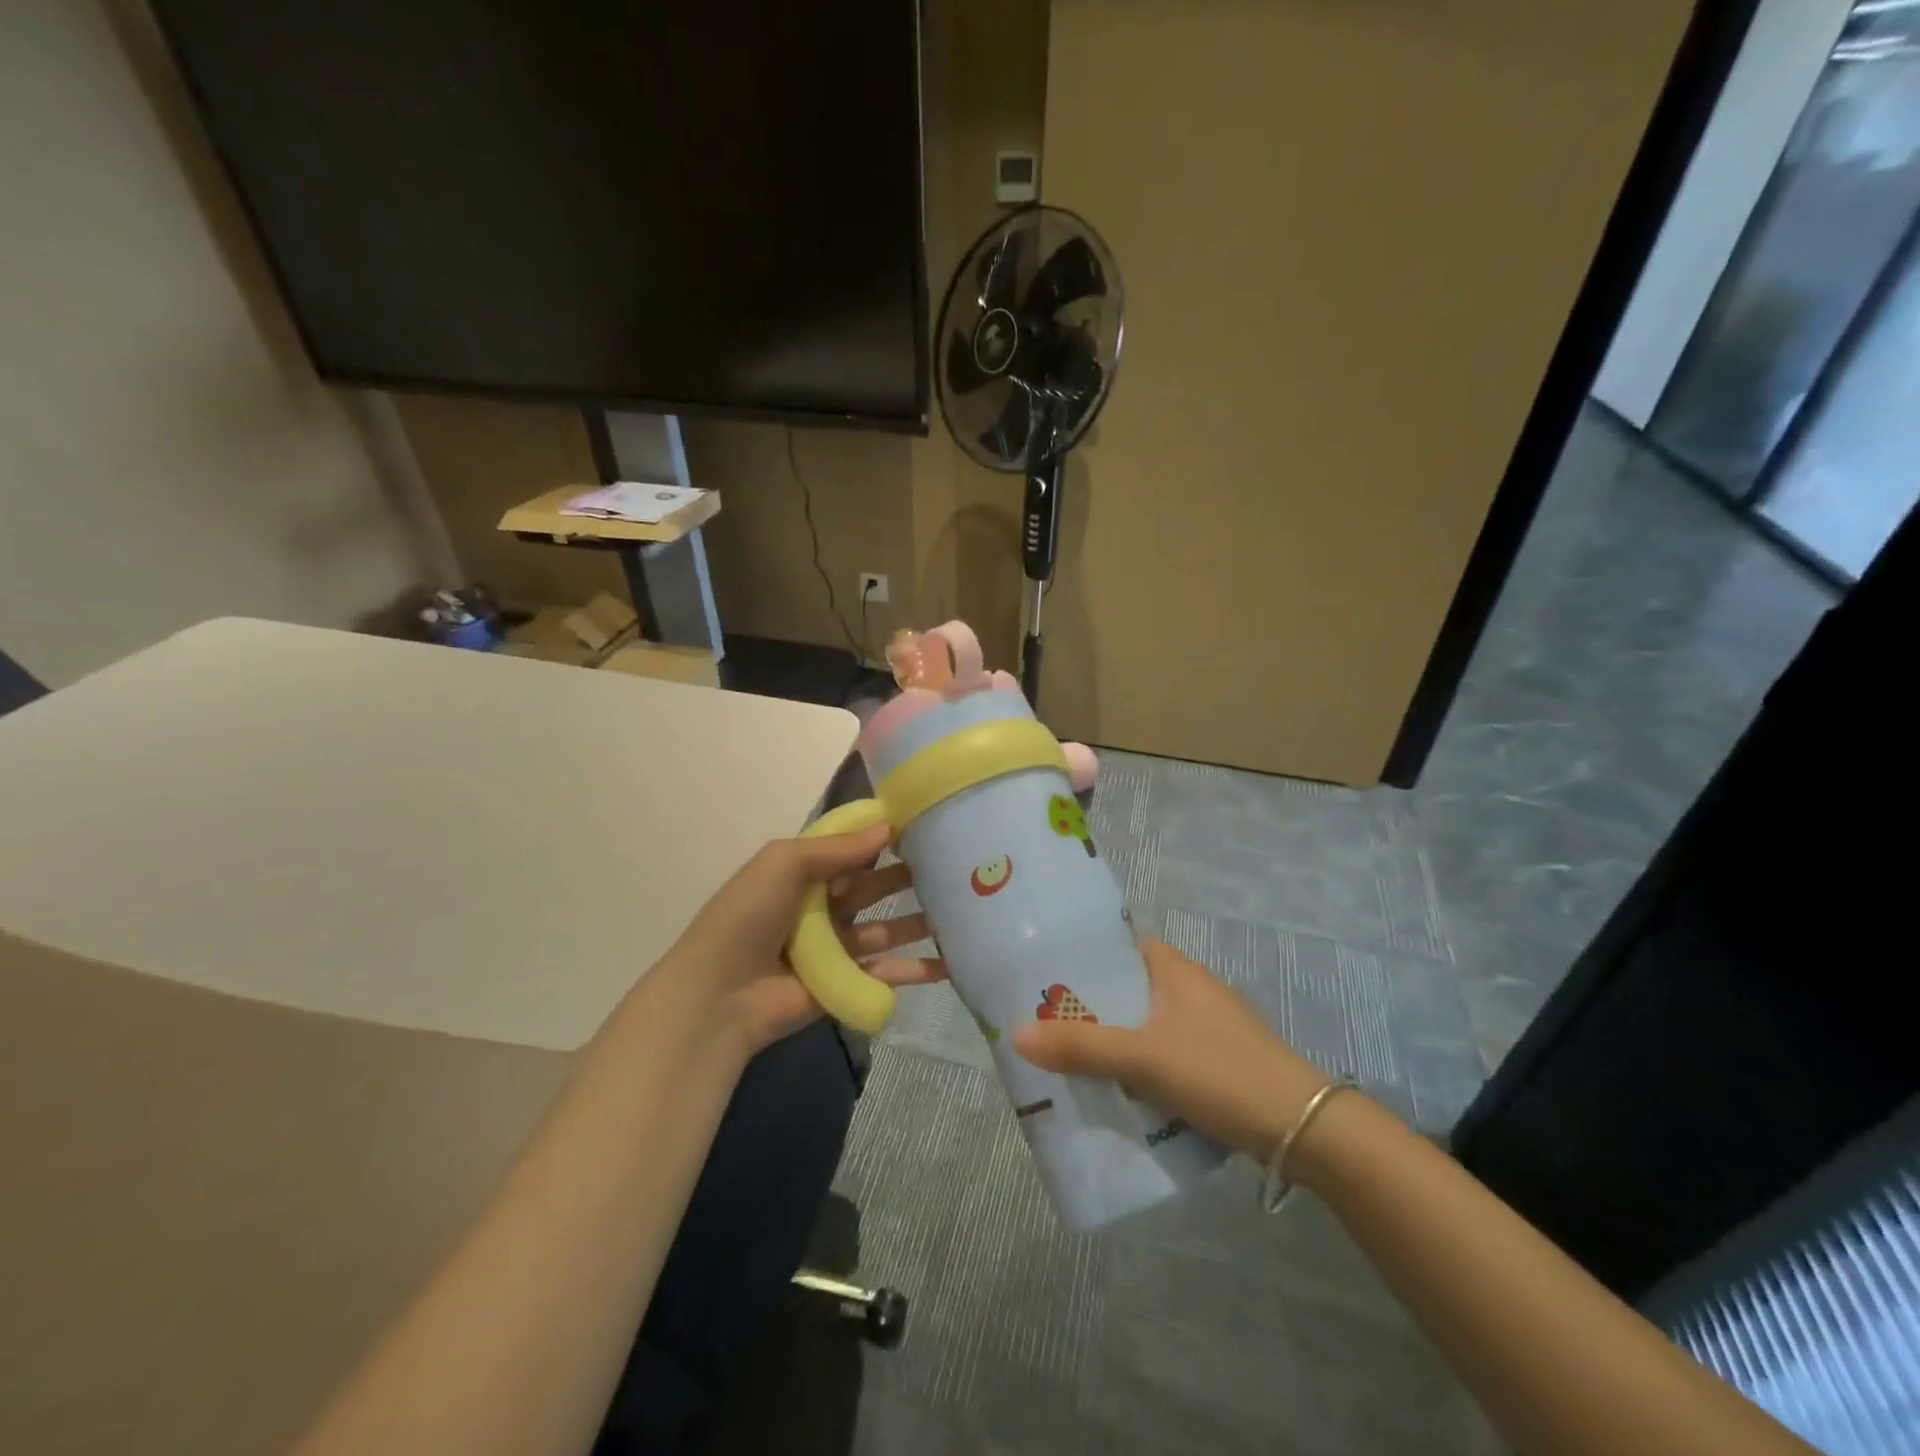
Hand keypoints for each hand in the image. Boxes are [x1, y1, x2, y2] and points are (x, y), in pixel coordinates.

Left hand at [666, 823, 945, 1053]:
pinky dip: (916, 969)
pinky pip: (886, 972)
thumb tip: (887, 826)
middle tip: (953, 865)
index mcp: (803, 875)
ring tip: (961, 909)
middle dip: (907, 877)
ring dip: (919, 921)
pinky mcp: (845, 983)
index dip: (882, 838)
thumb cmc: (749, 915)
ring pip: (886, 929)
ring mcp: (835, 948)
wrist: (721, 993)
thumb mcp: (784, 863)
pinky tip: (951, 962)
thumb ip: (836, 847)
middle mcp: (822, 908)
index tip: (924, 824)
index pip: (850, 851)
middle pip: (873, 888)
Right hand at [1013, 939, 1332, 1160]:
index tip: (1043, 979)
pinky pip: (1161, 1055)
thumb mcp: (1143, 1057)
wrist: (1304, 1129)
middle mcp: (1188, 988)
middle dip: (1089, 1010)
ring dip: (1111, 1043)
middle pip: (1125, 990)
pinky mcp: (1215, 1061)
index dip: (1082, 959)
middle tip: (1044, 1028)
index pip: (1117, 947)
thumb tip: (1016, 1035)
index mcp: (1173, 968)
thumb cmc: (1219, 1071)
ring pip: (1142, 1026)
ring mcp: (1204, 1026)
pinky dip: (1137, 1067)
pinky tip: (1115, 1091)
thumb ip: (1082, 1047)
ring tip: (1068, 1061)